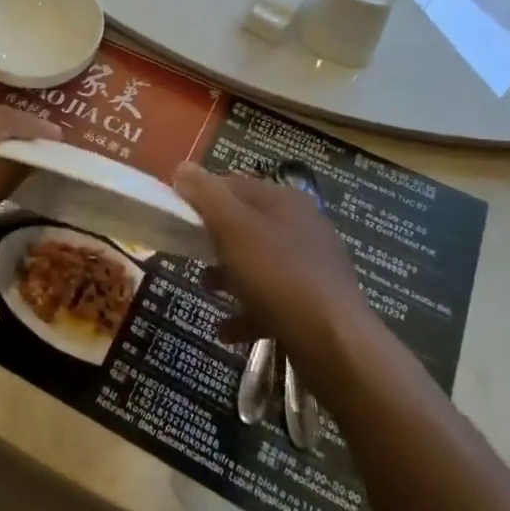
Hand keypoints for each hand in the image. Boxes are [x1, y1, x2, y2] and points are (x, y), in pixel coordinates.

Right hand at [173, 163, 377, 366]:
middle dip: (214, 238)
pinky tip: (226, 329)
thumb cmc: (278, 275)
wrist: (334, 343)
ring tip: (205, 288)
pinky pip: (272, 300)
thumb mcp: (234, 228)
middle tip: (186, 250)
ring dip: (228, 274)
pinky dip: (247, 311)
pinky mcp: (313, 304)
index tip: (174, 212)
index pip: (234, 184)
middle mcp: (301, 226)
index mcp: (284, 201)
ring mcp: (310, 266)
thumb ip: (206, 196)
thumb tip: (183, 167)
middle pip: (246, 224)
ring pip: (258, 262)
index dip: (202, 194)